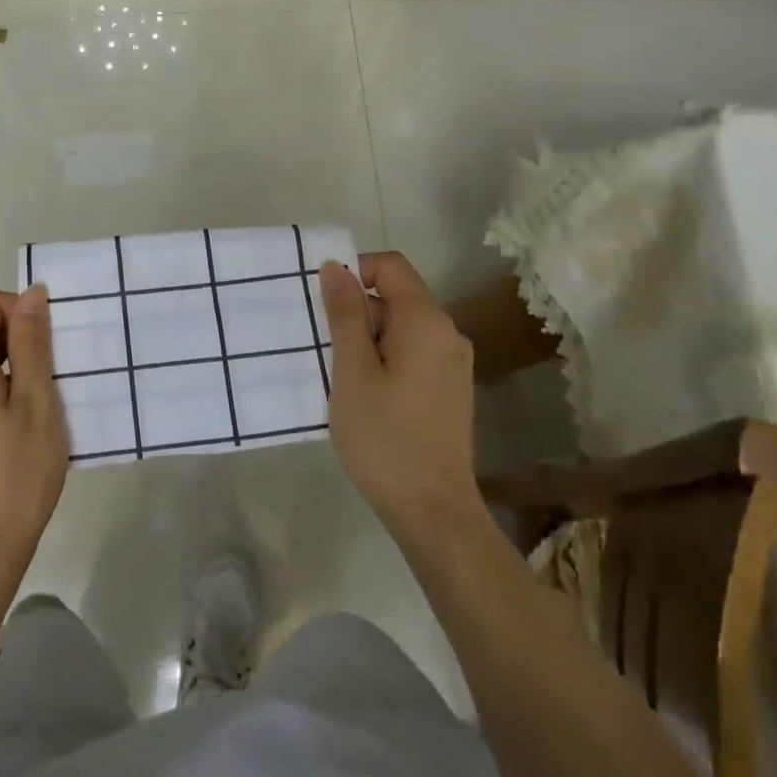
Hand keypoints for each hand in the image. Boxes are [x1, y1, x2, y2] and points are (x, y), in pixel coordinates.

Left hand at [0, 285, 68, 570]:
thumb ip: (32, 343)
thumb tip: (31, 293)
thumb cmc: (16, 472)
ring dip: (12, 369)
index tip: (50, 346)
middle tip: (54, 378)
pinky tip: (21, 427)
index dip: (20, 311)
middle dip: (19, 341)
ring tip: (42, 405)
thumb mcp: (36, 401)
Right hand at [318, 253, 486, 544]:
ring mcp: (453, 363)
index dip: (354, 271)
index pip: (390, 266)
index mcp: (427, 321)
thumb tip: (336, 267)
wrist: (432, 510)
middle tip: (323, 348)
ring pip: (401, 327)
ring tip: (339, 376)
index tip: (323, 304)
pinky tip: (364, 394)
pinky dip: (384, 359)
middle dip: (356, 311)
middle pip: (396, 296)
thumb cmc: (384, 437)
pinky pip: (412, 352)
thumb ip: (345, 315)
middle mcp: (448, 333)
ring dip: (366, 339)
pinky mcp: (449, 388)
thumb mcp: (352, 371)